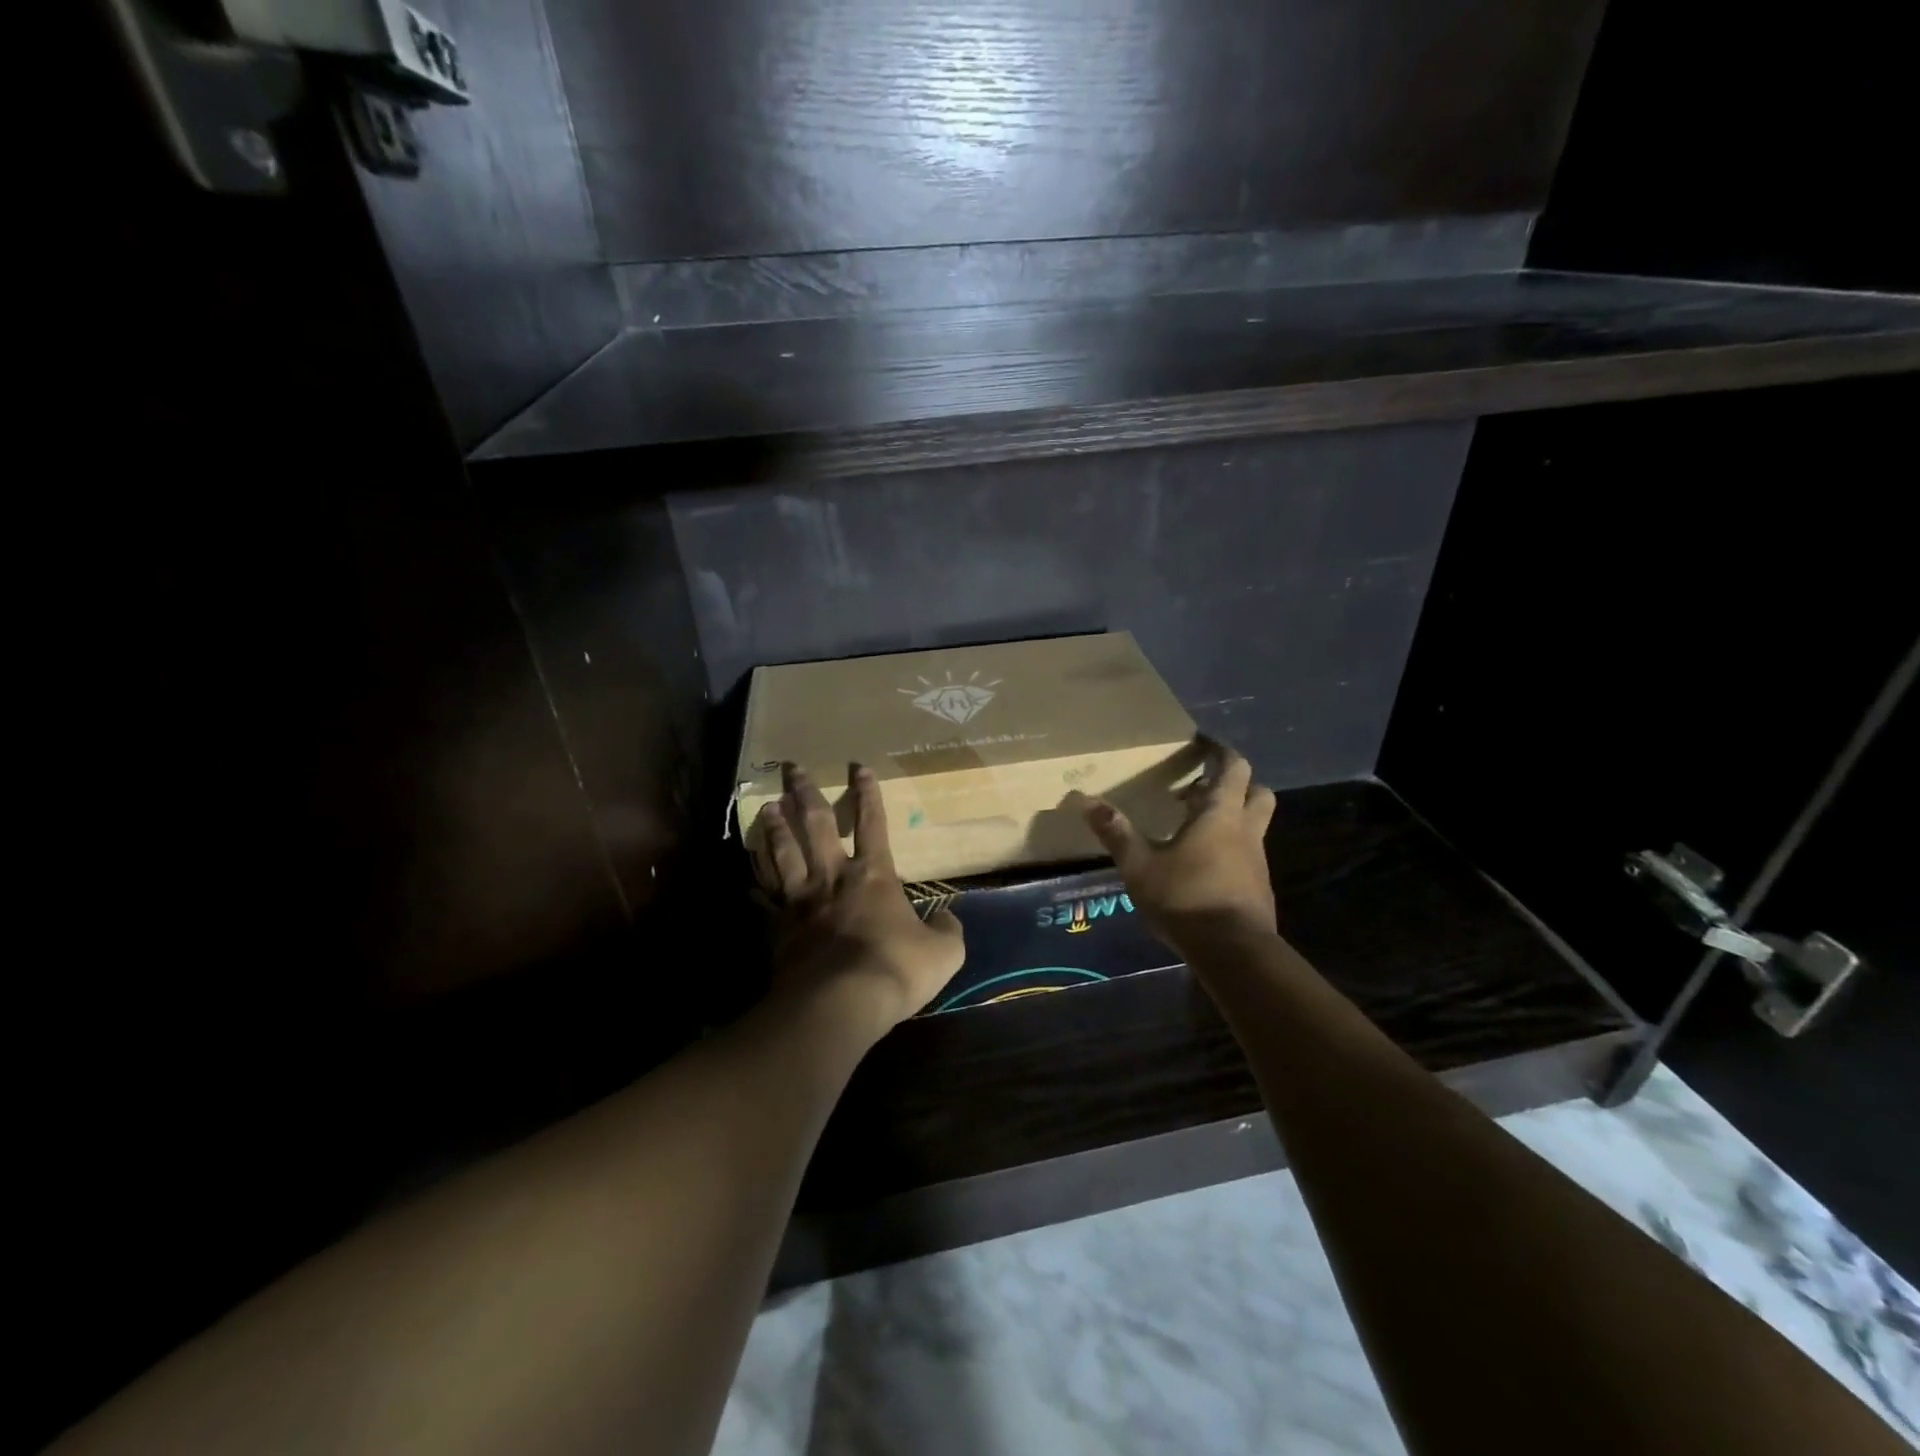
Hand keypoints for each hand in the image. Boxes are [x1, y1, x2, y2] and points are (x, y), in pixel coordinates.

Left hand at [753, 762, 964, 1034]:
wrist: (841, 1002)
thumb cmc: (896, 968)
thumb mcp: (944, 951)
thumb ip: (947, 930)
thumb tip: (948, 919)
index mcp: (874, 876)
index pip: (872, 823)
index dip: (867, 794)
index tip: (858, 767)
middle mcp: (833, 878)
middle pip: (816, 825)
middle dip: (805, 793)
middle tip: (791, 768)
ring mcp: (800, 902)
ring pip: (784, 854)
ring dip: (775, 828)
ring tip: (766, 807)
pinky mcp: (778, 929)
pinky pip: (763, 902)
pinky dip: (756, 888)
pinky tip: (747, 879)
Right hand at [1078, 740, 1278, 950]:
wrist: (1233, 951)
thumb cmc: (1186, 898)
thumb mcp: (1140, 865)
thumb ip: (1116, 832)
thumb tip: (1084, 800)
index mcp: (1221, 814)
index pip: (1232, 767)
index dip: (1220, 751)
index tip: (1203, 743)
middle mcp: (1246, 830)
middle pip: (1256, 791)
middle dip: (1235, 783)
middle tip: (1202, 788)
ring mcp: (1257, 860)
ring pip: (1254, 824)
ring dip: (1232, 817)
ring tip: (1194, 827)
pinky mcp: (1259, 887)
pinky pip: (1248, 853)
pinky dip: (1230, 847)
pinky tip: (1202, 865)